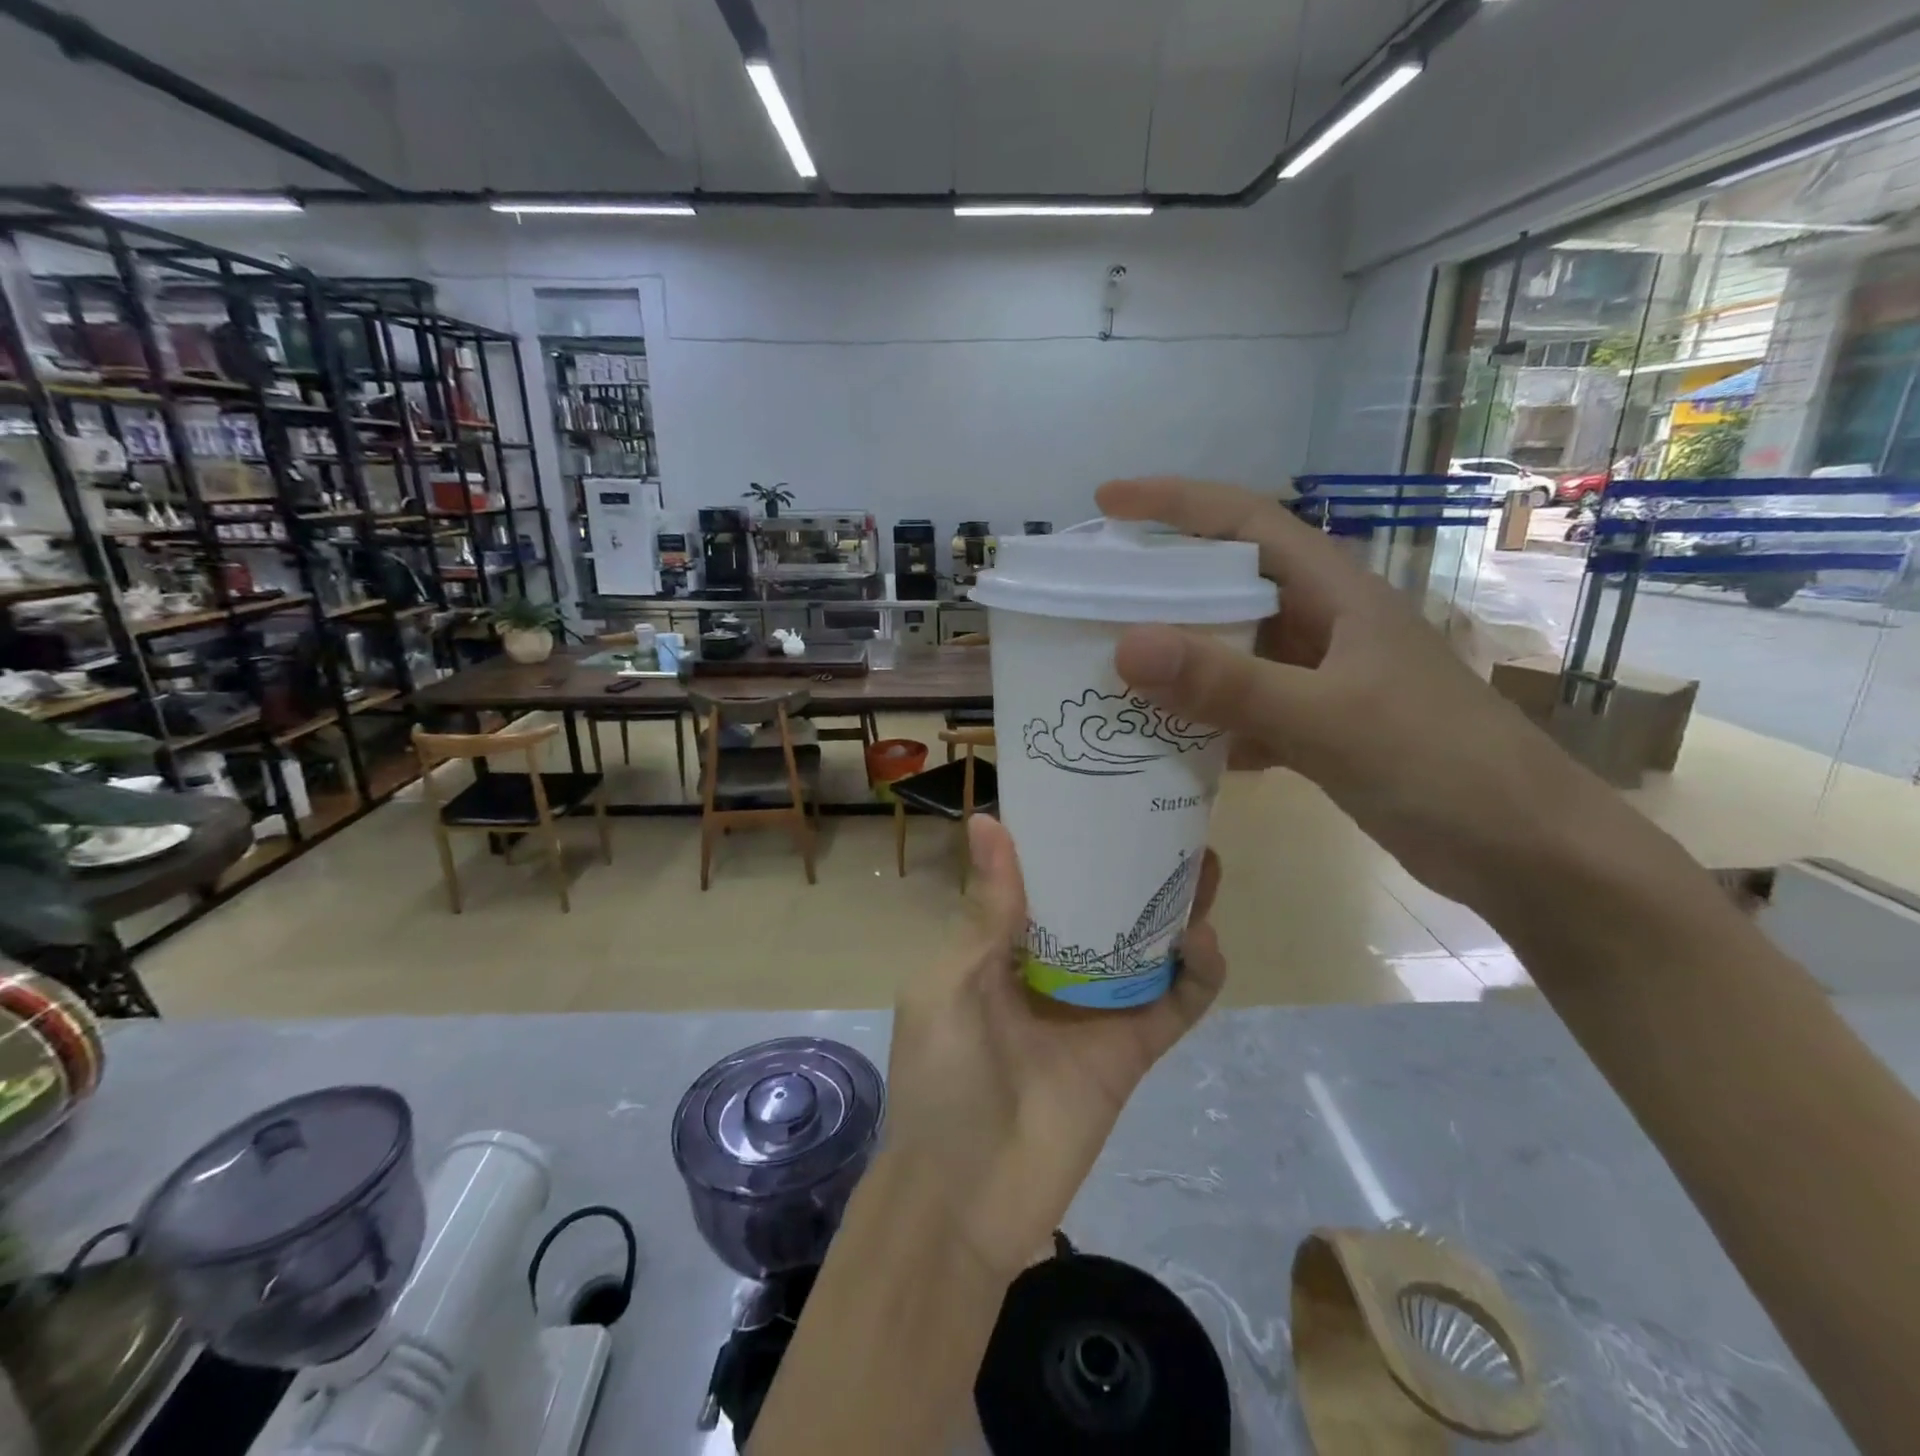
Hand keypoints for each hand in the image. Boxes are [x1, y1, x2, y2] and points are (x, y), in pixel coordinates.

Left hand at [881, 816, 1226, 1278]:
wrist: (964, 1201)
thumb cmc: (941, 1079)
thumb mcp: (949, 984)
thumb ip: (985, 912)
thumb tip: (988, 820)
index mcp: (1002, 946)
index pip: (1043, 880)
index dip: (1067, 841)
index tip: (1096, 796)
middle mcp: (1053, 968)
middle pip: (1104, 906)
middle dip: (1133, 868)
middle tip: (1169, 823)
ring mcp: (1097, 1008)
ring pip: (1146, 946)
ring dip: (1177, 908)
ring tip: (1204, 864)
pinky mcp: (1133, 1051)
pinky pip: (1175, 1004)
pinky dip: (1196, 973)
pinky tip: (1201, 940)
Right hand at [1096, 476, 1621, 910]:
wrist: (1524, 852)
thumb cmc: (1439, 765)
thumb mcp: (1326, 718)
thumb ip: (1226, 684)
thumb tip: (1126, 646)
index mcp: (1337, 595)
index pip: (1247, 522)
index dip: (1176, 503)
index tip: (1107, 503)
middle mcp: (1326, 626)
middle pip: (1231, 584)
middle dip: (1162, 581)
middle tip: (1091, 594)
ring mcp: (1324, 680)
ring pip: (1235, 650)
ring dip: (1180, 657)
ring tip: (1113, 667)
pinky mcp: (1322, 729)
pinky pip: (1246, 709)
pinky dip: (1207, 720)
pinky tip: (1169, 743)